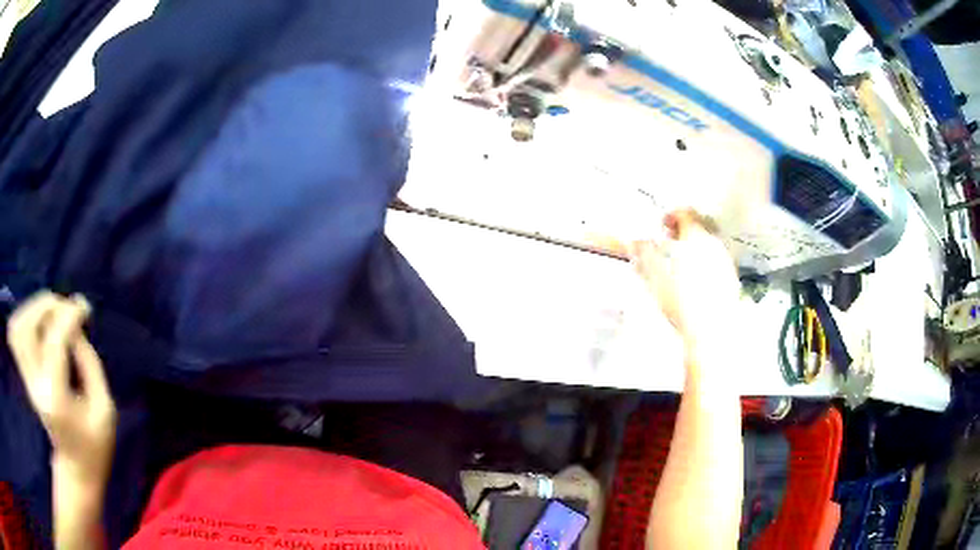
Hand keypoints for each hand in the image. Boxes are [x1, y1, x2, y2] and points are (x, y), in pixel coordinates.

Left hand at [7, 292, 115, 484]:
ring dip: (33, 310)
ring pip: (18, 327)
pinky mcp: (25, 377)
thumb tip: (75, 325)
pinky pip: (15, 336)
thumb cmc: (95, 445)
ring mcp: (27, 381)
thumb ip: (89, 363)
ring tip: (52, 314)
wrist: (76, 470)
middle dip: (46, 306)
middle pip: (27, 327)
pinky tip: (38, 323)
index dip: (69, 315)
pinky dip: (23, 319)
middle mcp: (35, 385)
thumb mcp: (104, 409)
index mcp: (56, 398)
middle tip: (64, 308)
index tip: (84, 307)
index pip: (54, 341)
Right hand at [630, 209, 740, 349]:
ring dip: (696, 242)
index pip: (685, 213)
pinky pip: (717, 256)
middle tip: (670, 239)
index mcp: (695, 239)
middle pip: (701, 223)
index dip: (671, 215)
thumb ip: (646, 256)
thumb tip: (635, 241)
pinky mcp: (731, 276)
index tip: (661, 226)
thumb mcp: (657, 280)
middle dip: (685, 226)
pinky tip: (697, 276)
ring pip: (711, 239)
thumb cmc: (682, 305)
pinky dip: (706, 256)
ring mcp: (725, 259)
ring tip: (682, 258)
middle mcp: (714, 244)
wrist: (712, 333)